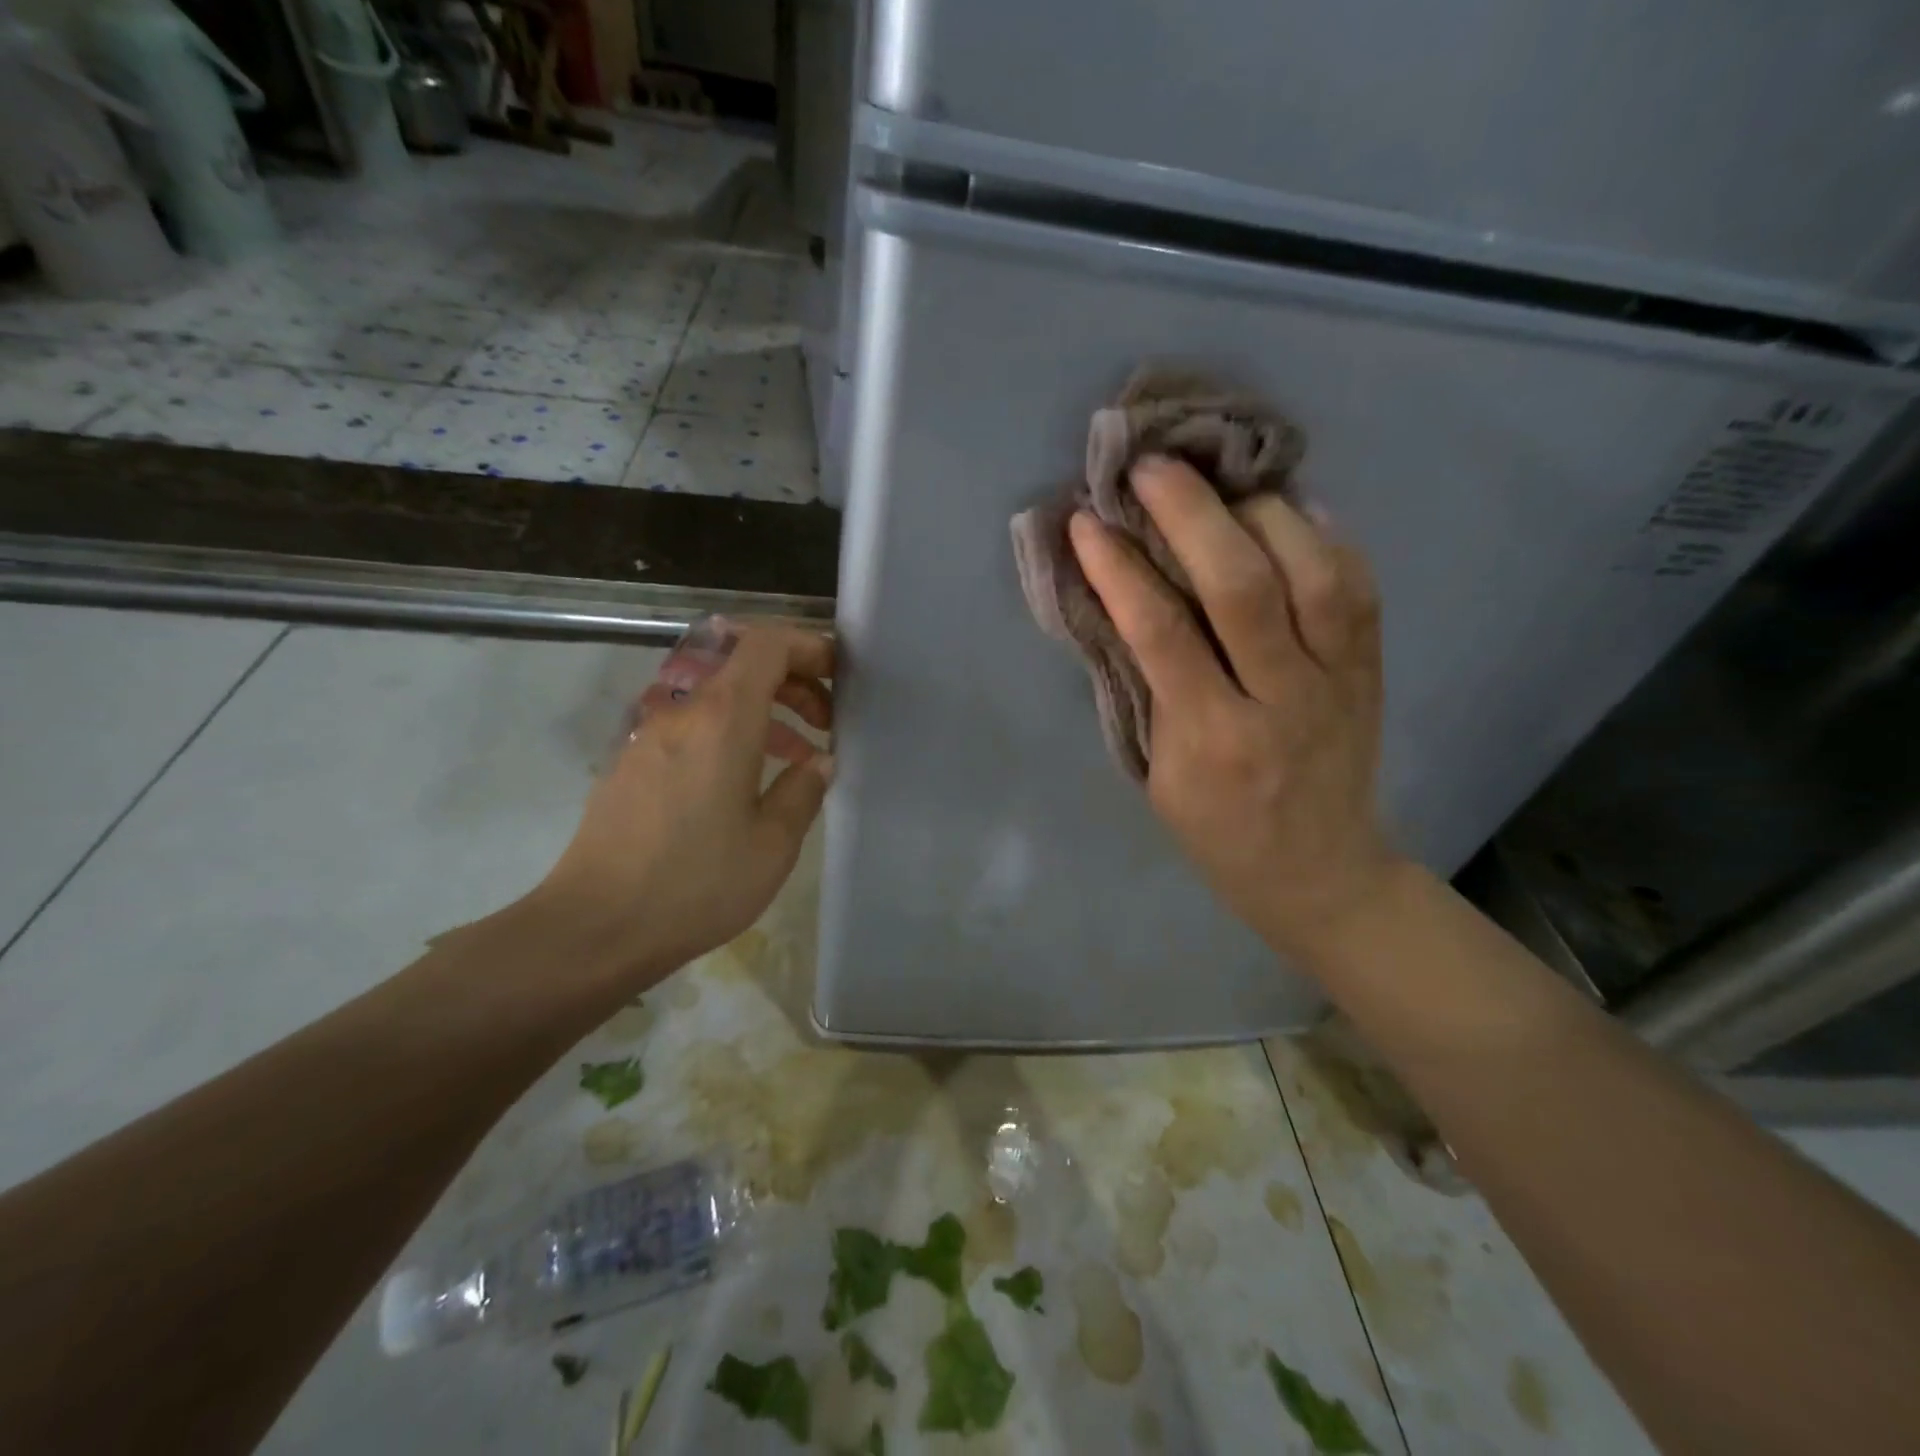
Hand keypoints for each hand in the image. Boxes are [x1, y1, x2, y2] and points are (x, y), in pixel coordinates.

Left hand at [531, 622, 834, 981]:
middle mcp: (681, 710)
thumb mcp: (772, 844)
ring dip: (763, 709)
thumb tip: (819, 762)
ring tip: (797, 755)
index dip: (809, 647)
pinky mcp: (631, 761)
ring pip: (716, 695)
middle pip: (742, 664)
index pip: (767, 644)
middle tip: (826, 722)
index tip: (839, 675)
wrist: (595, 926)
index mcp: (722, 718)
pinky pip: (690, 723)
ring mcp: (649, 734)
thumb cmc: (696, 884)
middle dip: (793, 680)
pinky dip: (729, 731)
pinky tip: (745, 781)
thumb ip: (803, 790)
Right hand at [1069, 457, 1399, 960]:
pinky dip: (1321, 534)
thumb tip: (1120, 600)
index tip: (1087, 522)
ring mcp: (1339, 681)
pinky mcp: (1373, 668)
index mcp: (1213, 740)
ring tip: (1220, 486)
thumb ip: (1146, 689)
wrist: (1320, 872)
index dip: (1120, 568)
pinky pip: (1358, 584)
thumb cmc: (1218, 832)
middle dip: (1191, 514)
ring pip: (1314, 572)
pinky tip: (1286, 509)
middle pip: (1244, 587)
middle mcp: (1282, 701)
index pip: (1162, 634)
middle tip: (1151, 469)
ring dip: (1260, 513)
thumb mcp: (1160, 774)